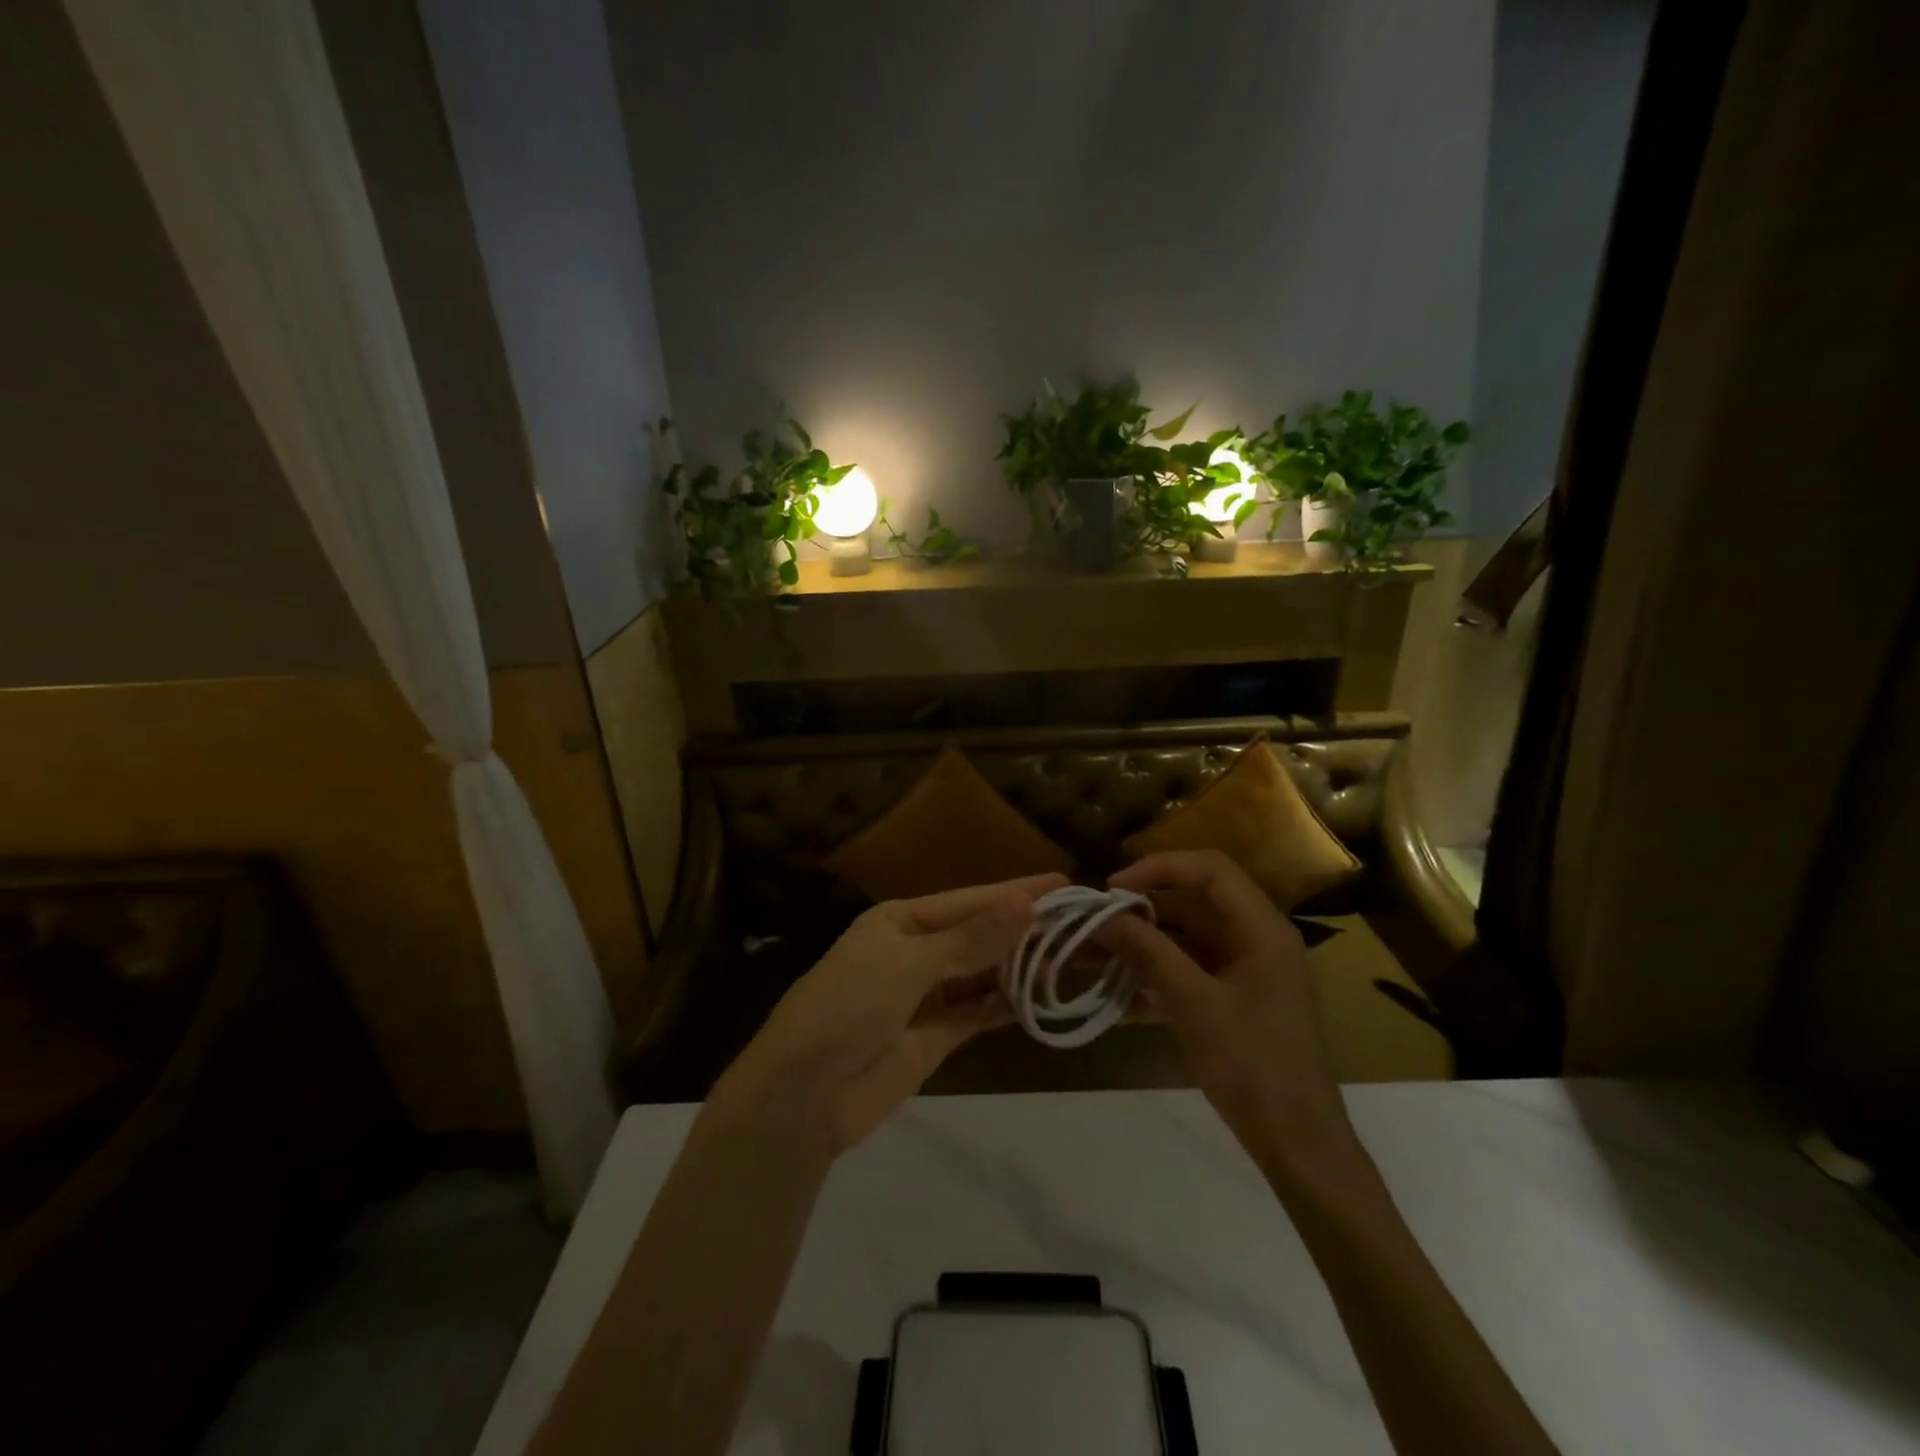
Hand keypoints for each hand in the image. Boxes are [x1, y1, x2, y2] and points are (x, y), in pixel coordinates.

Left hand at [710, 874, 1067, 1156]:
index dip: (1015, 892)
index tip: (1063, 883)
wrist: (801, 1098)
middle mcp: (915, 951)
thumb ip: (971, 939)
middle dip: (1023, 931)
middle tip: (1081, 926)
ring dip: (1019, 968)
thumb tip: (1027, 902)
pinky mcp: (934, 1038)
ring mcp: (925, 996)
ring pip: (982, 974)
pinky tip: (1041, 999)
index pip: (969, 900)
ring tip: (1072, 960)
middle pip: (979, 936)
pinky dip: (1006, 1006)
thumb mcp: (908, 965)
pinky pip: (978, 1013)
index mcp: (900, 920)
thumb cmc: (847, 1009)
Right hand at [1103, 850, 1353, 1168]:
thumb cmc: (1253, 1065)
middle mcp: (1254, 941)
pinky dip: (1152, 983)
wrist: (1298, 1146)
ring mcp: (1243, 974)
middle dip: (1137, 916)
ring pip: (1182, 944)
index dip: (1159, 868)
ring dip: (1137, 950)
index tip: (1112, 889)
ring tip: (1086, 961)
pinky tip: (1114, 1003)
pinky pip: (1185, 977)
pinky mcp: (1231, 1004)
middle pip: (1189, 907)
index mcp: (1260, 928)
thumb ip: (1147, 952)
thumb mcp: (1194, 1003)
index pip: (1209, 870)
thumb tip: (1101, 915)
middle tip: (1088, 928)